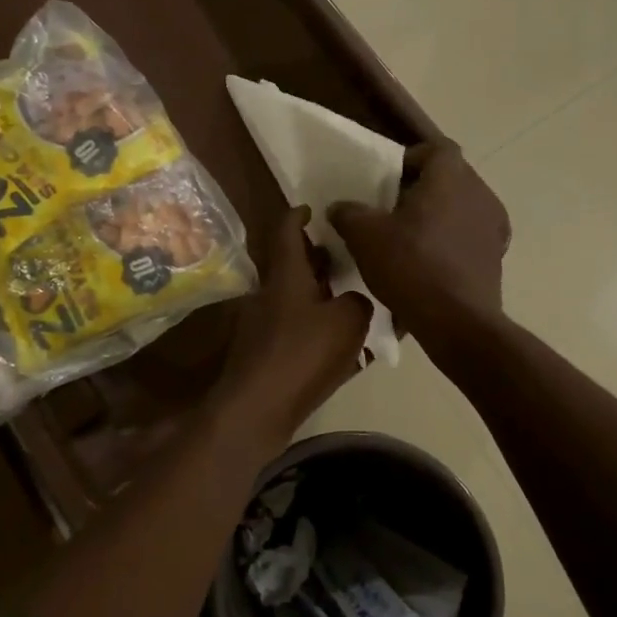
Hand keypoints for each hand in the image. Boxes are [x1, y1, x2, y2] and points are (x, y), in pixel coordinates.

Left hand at [213, 207, 371, 443]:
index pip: (287, 231)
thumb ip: (358, 301)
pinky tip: (340, 341)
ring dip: (319, 293)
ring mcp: (262, 324)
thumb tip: (353, 300)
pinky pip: (294, 327)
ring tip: (351, 297)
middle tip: (346, 255)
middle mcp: (269, 293)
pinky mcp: (264, 352)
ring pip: (294, 297)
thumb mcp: (348, 321)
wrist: (258, 408)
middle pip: (292, 265)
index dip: (299, 215)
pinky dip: (314, 325)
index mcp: (285, 275)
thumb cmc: (302, 354)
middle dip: (317, 257)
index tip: (313, 209)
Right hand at [330, 140, 509, 343]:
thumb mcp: (364, 236)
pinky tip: (427, 263)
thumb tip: (340, 207)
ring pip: (460, 207)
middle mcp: (480, 193)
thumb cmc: (410, 266)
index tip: (386, 179)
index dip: (409, 158)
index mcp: (450, 177)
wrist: (457, 322)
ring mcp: (494, 226)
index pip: (434, 149)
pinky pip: (468, 236)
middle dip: (420, 189)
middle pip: (448, 178)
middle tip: (390, 208)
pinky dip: (449, 241)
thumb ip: (348, 213)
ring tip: (407, 237)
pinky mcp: (496, 256)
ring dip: (436, 215)